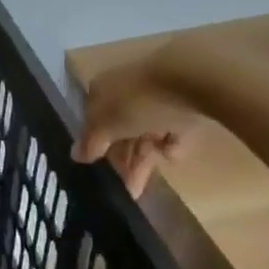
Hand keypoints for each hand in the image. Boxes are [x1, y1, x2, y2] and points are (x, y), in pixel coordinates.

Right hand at [72, 52, 204, 197]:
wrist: (193, 78)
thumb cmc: (140, 102)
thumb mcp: (108, 125)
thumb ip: (91, 142)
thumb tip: (75, 155)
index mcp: (101, 90)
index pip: (92, 123)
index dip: (96, 149)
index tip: (104, 175)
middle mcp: (124, 91)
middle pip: (120, 130)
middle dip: (125, 161)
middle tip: (130, 191)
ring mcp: (154, 95)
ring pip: (145, 131)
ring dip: (146, 156)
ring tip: (151, 183)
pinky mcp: (182, 102)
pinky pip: (171, 127)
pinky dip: (171, 141)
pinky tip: (174, 149)